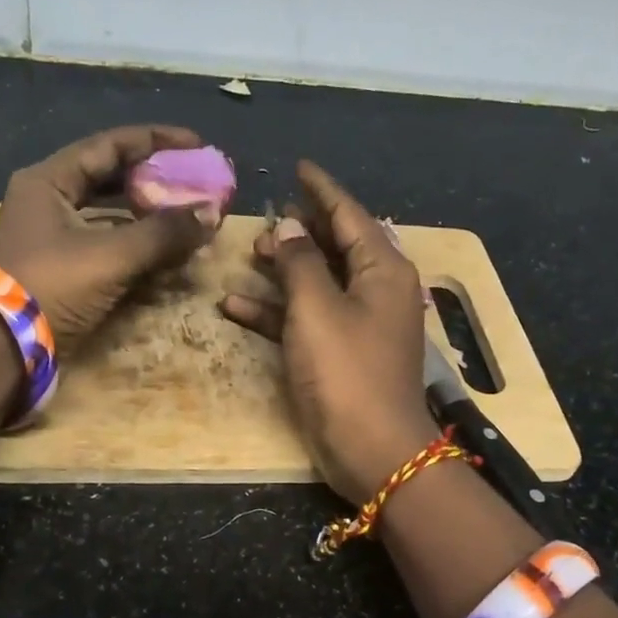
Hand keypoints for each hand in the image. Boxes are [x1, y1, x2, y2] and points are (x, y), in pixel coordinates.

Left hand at [0, 125, 214, 350]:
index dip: (156, 141)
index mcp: (48, 182)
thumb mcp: (111, 256)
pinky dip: (136, 243)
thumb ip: (163, 233)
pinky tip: (166, 250)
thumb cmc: (51, 288)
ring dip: (148, 213)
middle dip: (155, 178)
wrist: (2, 350)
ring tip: (186, 213)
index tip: (197, 145)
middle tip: (194, 180)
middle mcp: (47, 200)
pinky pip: (106, 242)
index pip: (109, 145)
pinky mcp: (61, 266)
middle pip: (110, 176)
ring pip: (109, 212)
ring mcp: (52, 235)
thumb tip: (212, 214)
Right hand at [219, 161, 436, 502]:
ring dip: (283, 271)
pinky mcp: (340, 354)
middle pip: (334, 246)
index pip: (350, 214)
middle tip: (264, 219)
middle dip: (299, 231)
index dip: (322, 189)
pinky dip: (276, 312)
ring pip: (317, 283)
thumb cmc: (347, 372)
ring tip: (249, 255)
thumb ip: (301, 262)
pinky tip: (235, 306)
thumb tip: (293, 226)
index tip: (299, 167)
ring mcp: (358, 324)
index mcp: (382, 269)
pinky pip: (307, 319)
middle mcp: (376, 290)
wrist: (373, 450)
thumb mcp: (317, 309)